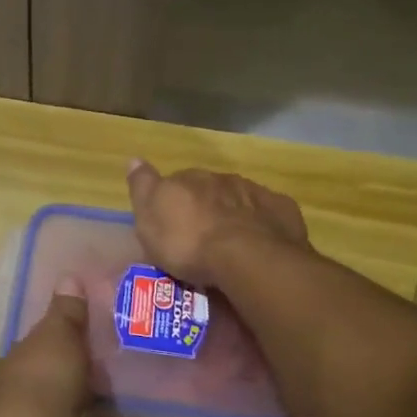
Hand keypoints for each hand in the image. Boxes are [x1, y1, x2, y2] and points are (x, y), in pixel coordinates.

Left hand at [0, 281, 106, 416]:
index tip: (47, 352)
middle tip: (80, 372)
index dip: (20, 362)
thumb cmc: (35, 385)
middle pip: (23, 399)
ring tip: (102, 392)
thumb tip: (69, 277)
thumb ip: (64, 312)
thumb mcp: (54, 335)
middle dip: (47, 390)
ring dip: (71, 412)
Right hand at [127, 159, 308, 285]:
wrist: (247, 257)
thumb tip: (134, 159)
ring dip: (235, 215)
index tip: (172, 223)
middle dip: (206, 207)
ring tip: (231, 245)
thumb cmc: (189, 242)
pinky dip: (263, 225)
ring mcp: (256, 193)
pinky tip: (260, 244)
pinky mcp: (283, 212)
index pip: (177, 181)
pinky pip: (269, 215)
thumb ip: (143, 186)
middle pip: (211, 190)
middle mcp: (223, 179)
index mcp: (190, 178)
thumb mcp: (149, 218)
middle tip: (201, 237)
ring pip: (241, 200)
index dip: (174, 201)